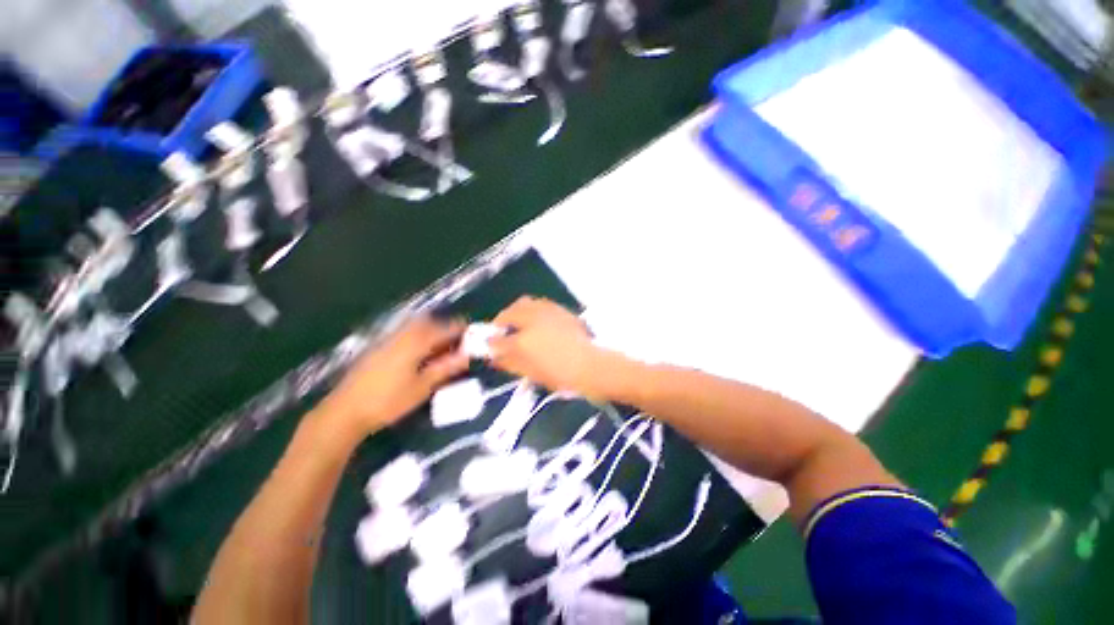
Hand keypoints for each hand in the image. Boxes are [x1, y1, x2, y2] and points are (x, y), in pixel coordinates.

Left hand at [320, 317, 468, 436]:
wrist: (345, 411)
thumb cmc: (388, 401)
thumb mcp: (423, 387)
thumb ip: (446, 368)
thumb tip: (468, 355)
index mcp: (416, 341)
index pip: (445, 328)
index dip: (461, 330)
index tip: (473, 337)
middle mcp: (402, 334)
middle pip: (430, 322)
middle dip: (445, 329)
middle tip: (456, 344)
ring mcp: (388, 339)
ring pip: (415, 327)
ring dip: (431, 333)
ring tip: (439, 351)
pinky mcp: (378, 347)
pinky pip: (404, 334)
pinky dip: (417, 338)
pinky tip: (418, 356)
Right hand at [488, 297, 606, 395]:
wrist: (591, 365)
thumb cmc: (561, 375)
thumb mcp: (532, 373)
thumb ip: (511, 363)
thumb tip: (496, 358)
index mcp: (523, 342)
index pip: (498, 340)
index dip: (491, 343)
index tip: (489, 345)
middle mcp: (532, 321)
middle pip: (509, 313)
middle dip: (502, 320)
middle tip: (502, 330)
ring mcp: (547, 312)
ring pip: (524, 303)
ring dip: (516, 311)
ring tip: (518, 322)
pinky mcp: (560, 309)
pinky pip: (540, 303)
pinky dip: (533, 309)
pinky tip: (536, 319)